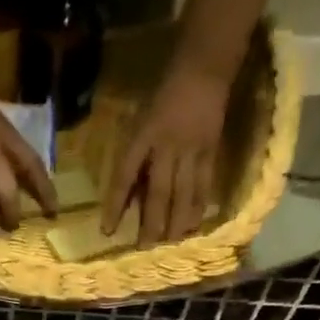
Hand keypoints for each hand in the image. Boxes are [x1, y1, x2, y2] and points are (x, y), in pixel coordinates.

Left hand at [103, 63, 229, 243]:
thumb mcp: (139, 122)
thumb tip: (129, 198)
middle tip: (144, 249)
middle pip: (158, 192)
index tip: (108, 231)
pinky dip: (198, 207)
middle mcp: (167, 147)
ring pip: (183, 194)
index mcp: (143, 137)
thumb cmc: (162, 97)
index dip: (116, 205)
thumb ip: (134, 159)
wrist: (203, 70)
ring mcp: (192, 150)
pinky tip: (193, 226)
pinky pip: (204, 185)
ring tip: (169, 245)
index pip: (125, 177)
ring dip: (176, 222)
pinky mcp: (211, 151)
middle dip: (151, 223)